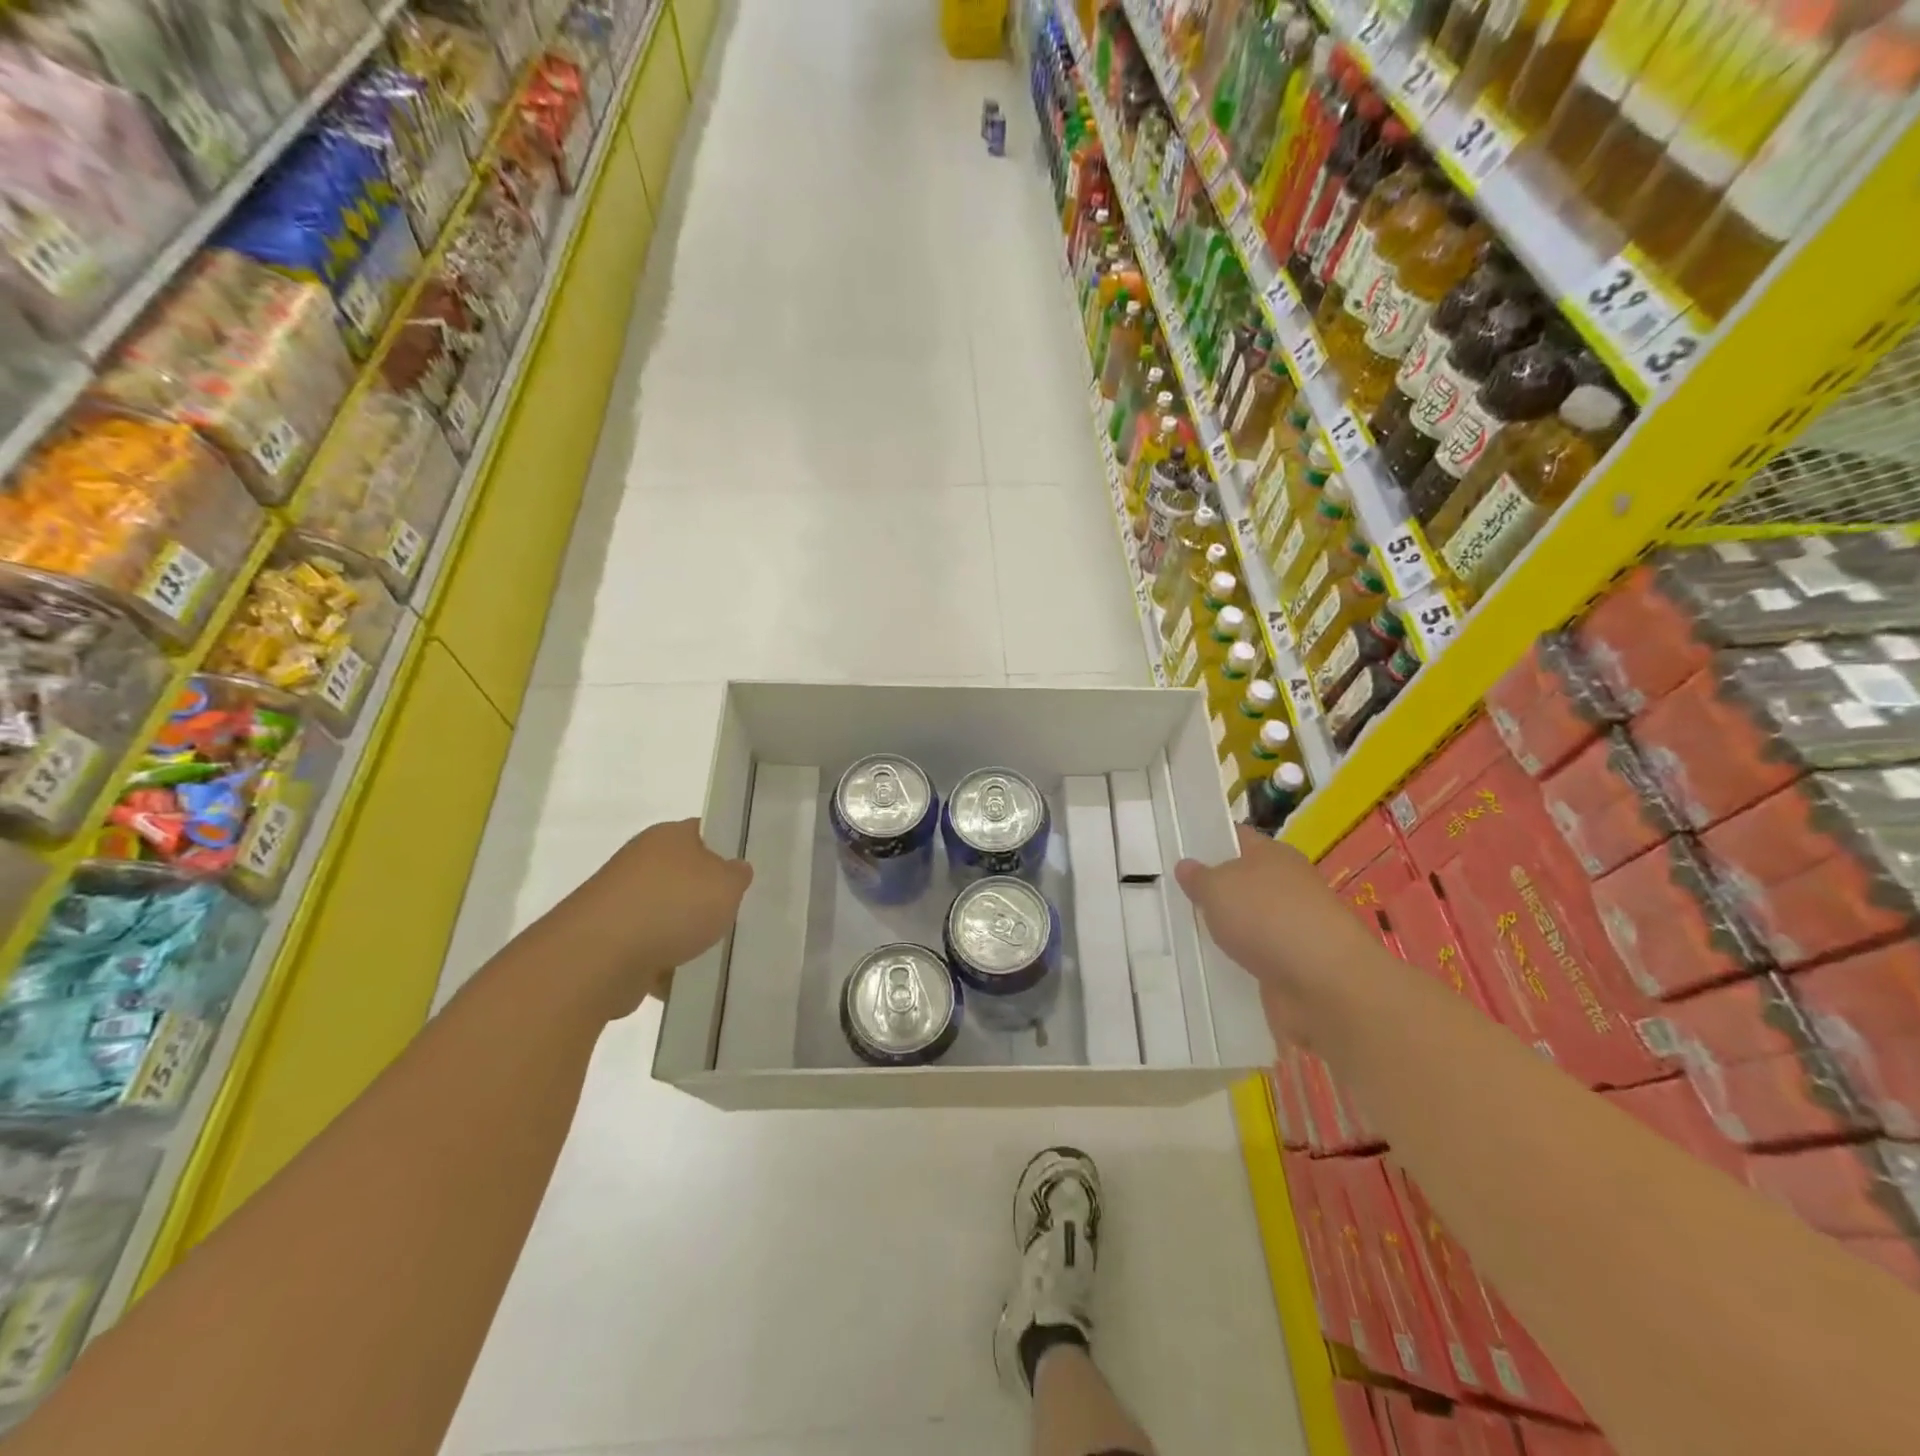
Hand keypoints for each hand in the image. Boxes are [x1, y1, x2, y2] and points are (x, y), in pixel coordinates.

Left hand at [539, 819, 752, 1018]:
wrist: (597, 958)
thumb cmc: (671, 906)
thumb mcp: (727, 885)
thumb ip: (737, 875)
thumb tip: (733, 870)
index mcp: (669, 836)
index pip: (704, 833)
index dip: (726, 850)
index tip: (743, 876)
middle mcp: (641, 860)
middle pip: (685, 875)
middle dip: (705, 898)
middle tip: (731, 915)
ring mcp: (620, 900)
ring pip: (666, 913)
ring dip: (683, 933)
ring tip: (708, 952)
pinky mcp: (607, 938)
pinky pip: (647, 947)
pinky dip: (662, 962)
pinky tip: (679, 978)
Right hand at [1174, 825, 1373, 1044]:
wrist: (1327, 984)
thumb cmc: (1267, 917)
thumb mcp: (1217, 888)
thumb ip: (1198, 878)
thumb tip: (1187, 866)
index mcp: (1274, 854)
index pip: (1237, 838)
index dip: (1209, 841)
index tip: (1178, 851)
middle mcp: (1288, 885)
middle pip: (1243, 881)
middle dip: (1214, 889)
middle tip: (1173, 896)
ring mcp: (1295, 927)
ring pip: (1250, 920)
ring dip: (1228, 927)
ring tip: (1186, 933)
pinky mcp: (1296, 965)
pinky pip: (1259, 955)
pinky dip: (1240, 960)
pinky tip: (1214, 965)